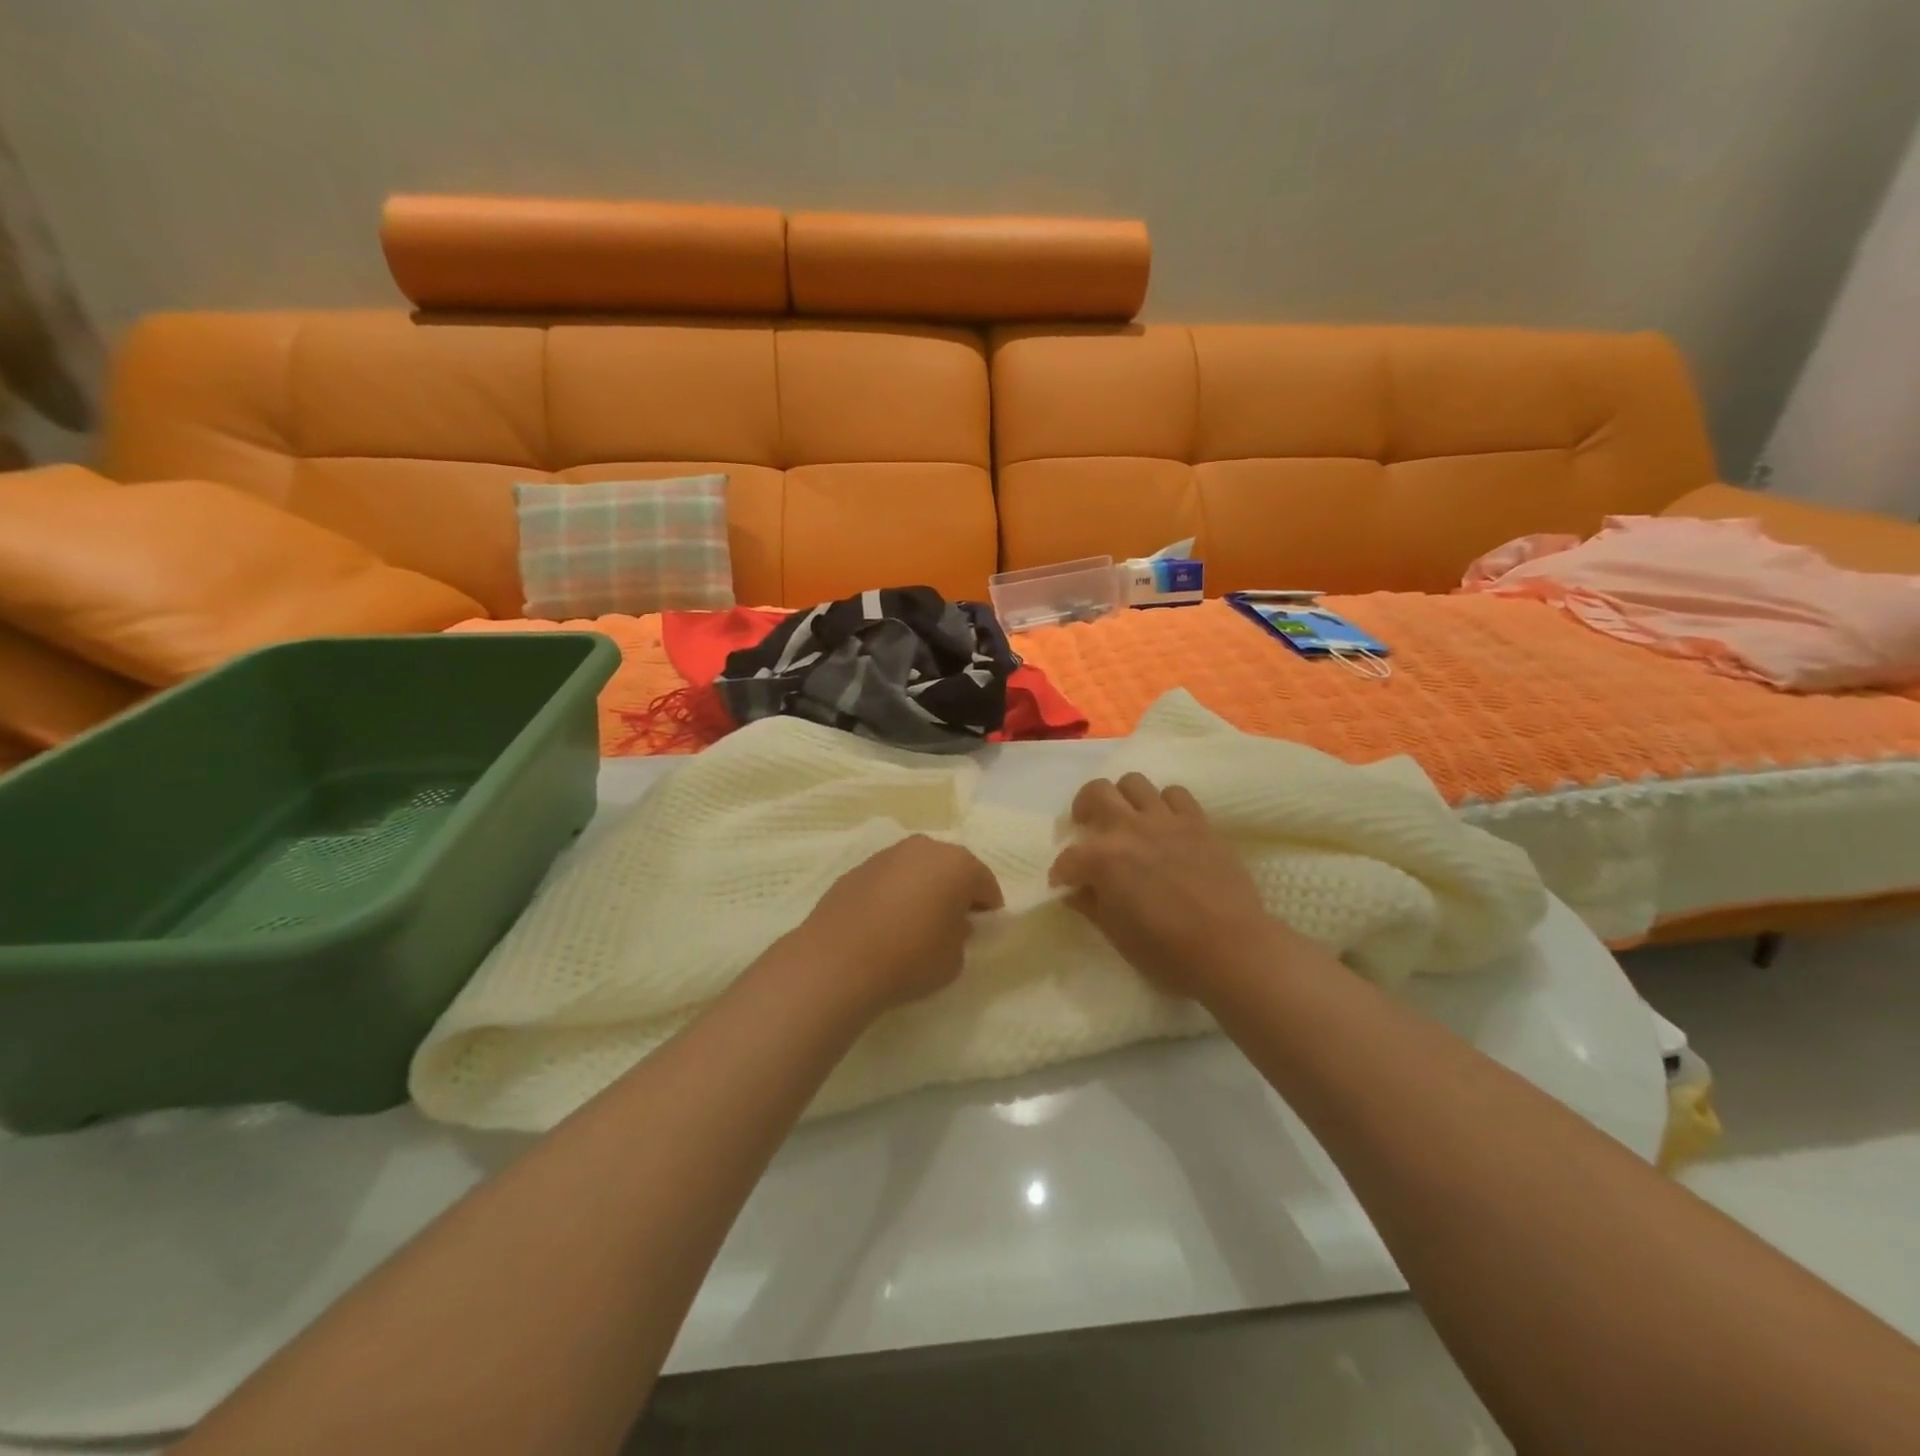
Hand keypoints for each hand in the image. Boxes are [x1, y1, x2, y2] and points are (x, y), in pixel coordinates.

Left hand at [789, 835, 1003, 1013]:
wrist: (838, 960)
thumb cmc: (910, 958)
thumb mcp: (955, 958)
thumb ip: (961, 934)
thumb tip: (950, 923)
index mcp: (957, 864)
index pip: (985, 883)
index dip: (988, 907)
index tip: (983, 929)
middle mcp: (923, 848)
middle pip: (950, 868)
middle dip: (954, 891)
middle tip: (952, 922)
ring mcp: (886, 855)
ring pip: (916, 869)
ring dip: (922, 888)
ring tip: (915, 922)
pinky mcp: (856, 869)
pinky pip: (888, 879)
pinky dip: (893, 894)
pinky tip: (885, 922)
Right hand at [1048, 773, 1306, 999]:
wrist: (1230, 948)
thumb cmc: (1167, 951)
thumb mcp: (1116, 935)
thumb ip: (1090, 905)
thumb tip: (1075, 890)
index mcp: (1102, 859)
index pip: (1068, 857)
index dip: (1061, 872)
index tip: (1064, 884)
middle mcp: (1129, 828)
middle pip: (1096, 793)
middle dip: (1083, 808)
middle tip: (1087, 827)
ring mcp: (1165, 820)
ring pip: (1134, 783)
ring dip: (1123, 798)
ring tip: (1126, 818)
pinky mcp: (1198, 822)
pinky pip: (1175, 794)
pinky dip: (1164, 804)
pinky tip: (1165, 824)